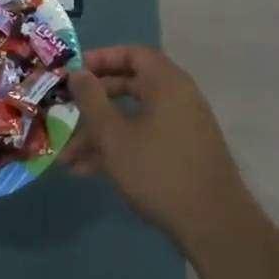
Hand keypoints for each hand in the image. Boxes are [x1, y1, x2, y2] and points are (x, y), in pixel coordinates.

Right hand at [63, 46, 250, 244]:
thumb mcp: (113, 135)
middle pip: (130, 85)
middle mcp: (178, 98)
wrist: (213, 225)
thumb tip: (78, 73)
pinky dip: (119, 147)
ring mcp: (183, 127)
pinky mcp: (183, 153)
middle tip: (66, 109)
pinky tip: (88, 171)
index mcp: (167, 83)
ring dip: (100, 132)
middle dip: (94, 101)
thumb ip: (91, 100)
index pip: (133, 53)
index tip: (74, 72)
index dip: (101, 58)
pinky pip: (144, 137)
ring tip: (67, 156)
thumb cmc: (158, 170)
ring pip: (133, 117)